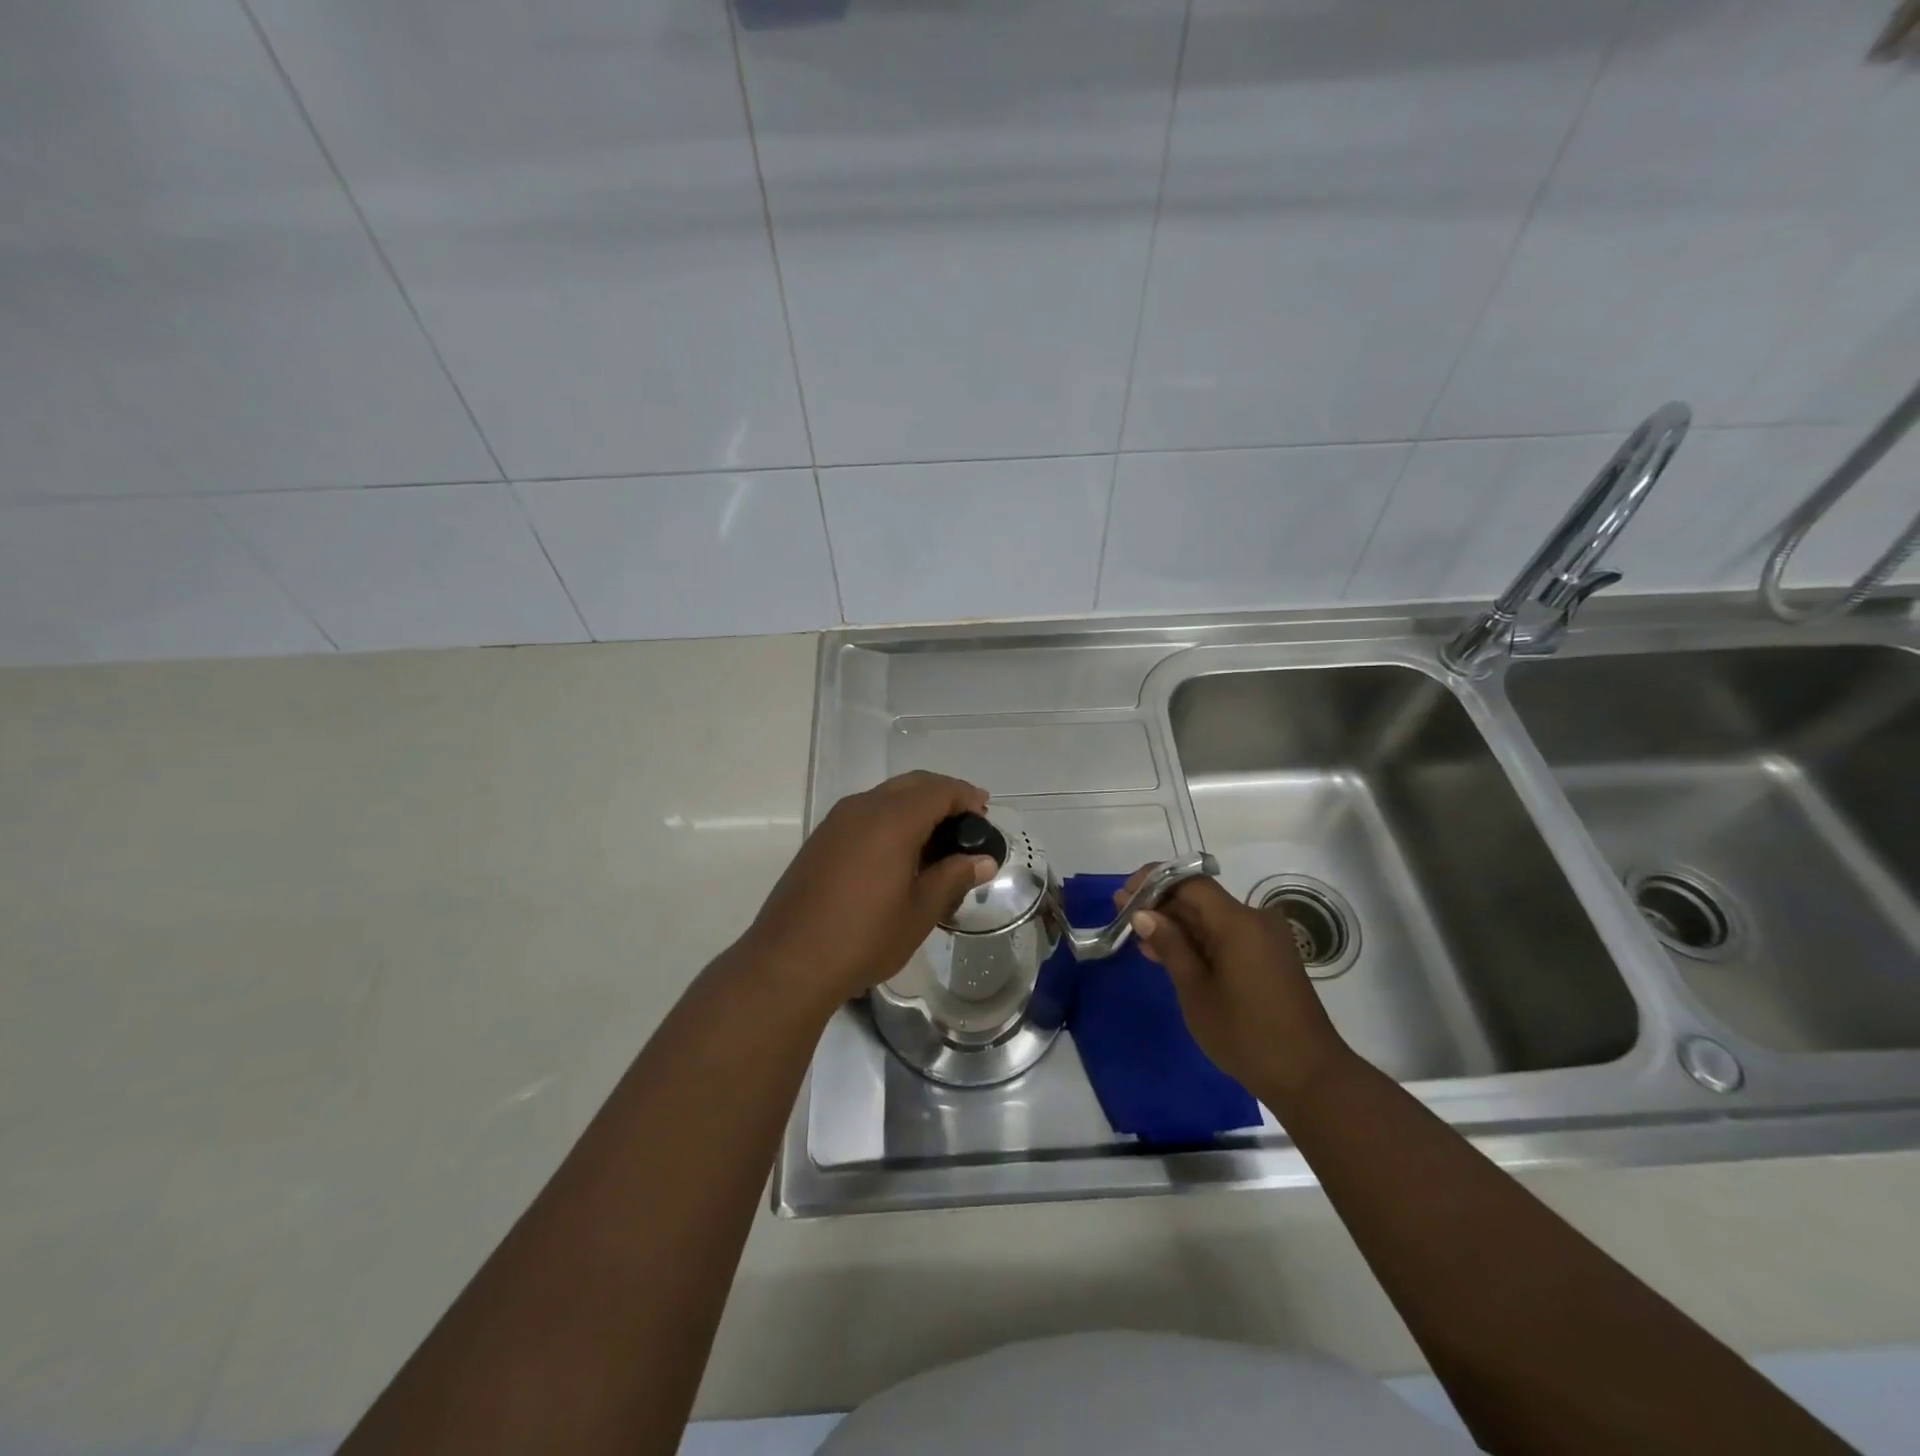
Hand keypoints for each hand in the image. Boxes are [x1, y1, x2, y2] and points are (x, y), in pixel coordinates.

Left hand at [744, 771, 997, 1009]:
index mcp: (891, 819)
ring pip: (885, 796)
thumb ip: (953, 877)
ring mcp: (836, 822)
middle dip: (942, 796)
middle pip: (911, 784)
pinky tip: (899, 853)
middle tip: (966, 823)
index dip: (966, 796)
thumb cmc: (864, 937)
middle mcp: (862, 808)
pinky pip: (865, 814)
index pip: (938, 789)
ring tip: (936, 841)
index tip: (984, 813)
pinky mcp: (820, 840)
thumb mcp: (920, 911)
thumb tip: (982, 861)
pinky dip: (890, 819)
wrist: (788, 961)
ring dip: (915, 807)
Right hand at [1116, 869, 1350, 1106]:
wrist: (1309, 1077)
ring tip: (1140, 939)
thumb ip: (1170, 946)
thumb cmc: (1246, 1035)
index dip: (1154, 882)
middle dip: (1161, 904)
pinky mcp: (1269, 957)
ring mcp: (1265, 939)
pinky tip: (1170, 954)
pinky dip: (1199, 940)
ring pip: (1212, 918)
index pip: (1190, 883)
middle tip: (1123, 917)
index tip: (1123, 896)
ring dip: (1178, 924)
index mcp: (1238, 922)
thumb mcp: (1196, 991)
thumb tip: (1143, 914)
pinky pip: (1227, 935)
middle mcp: (1255, 920)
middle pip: (1201, 898)